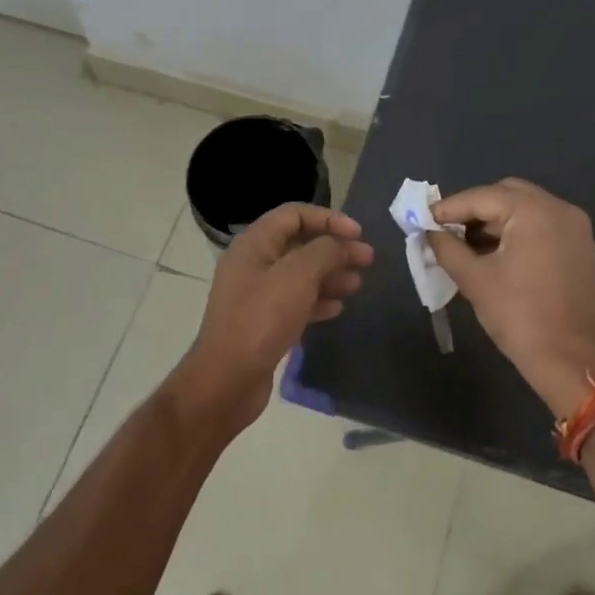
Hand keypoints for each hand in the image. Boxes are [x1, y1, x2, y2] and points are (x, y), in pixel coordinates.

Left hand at [174, 204, 374, 430]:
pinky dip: (317, 301)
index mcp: (254, 243)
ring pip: (300, 275)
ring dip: (330, 275)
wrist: (227, 380)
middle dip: (335, 249)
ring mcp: (256, 295)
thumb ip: (325, 251)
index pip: (294, 214)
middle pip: (300, 244)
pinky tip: (337, 309)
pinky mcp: (263, 323)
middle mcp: (253, 264)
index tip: (358, 233)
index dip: (328, 218)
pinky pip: (295, 302)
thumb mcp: (298, 276)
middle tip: (367, 259)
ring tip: (357, 285)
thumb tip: (342, 245)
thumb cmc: (262, 319)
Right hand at [427, 178, 594, 416]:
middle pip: (507, 194)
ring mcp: (575, 228)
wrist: (569, 360)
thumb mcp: (474, 279)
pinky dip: (516, 231)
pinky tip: (494, 253)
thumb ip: (447, 248)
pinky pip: (541, 225)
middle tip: (447, 230)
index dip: (450, 208)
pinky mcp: (580, 247)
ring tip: (466, 244)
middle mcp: (559, 209)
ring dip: (495, 220)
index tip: (424, 219)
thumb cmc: (518, 316)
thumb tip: (430, 232)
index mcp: (535, 212)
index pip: (482, 197)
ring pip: (525, 208)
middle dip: (474, 209)